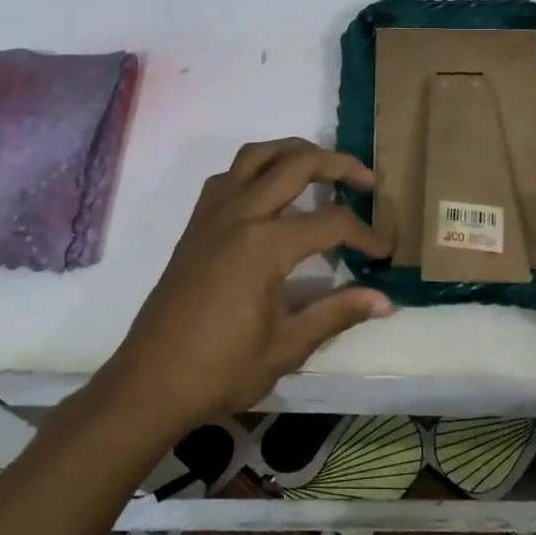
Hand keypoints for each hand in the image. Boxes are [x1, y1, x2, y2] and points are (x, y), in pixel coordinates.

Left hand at [105, 139, 394, 431]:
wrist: (149, 382)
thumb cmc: (220, 370)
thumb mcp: (286, 347)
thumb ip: (337, 313)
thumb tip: (386, 300)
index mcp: (265, 245)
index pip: (331, 223)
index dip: (365, 234)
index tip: (384, 252)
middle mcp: (240, 214)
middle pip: (297, 164)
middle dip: (339, 165)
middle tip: (367, 182)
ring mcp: (213, 213)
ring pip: (258, 155)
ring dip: (295, 152)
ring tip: (322, 168)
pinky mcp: (196, 222)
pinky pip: (230, 174)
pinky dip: (258, 168)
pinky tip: (271, 192)